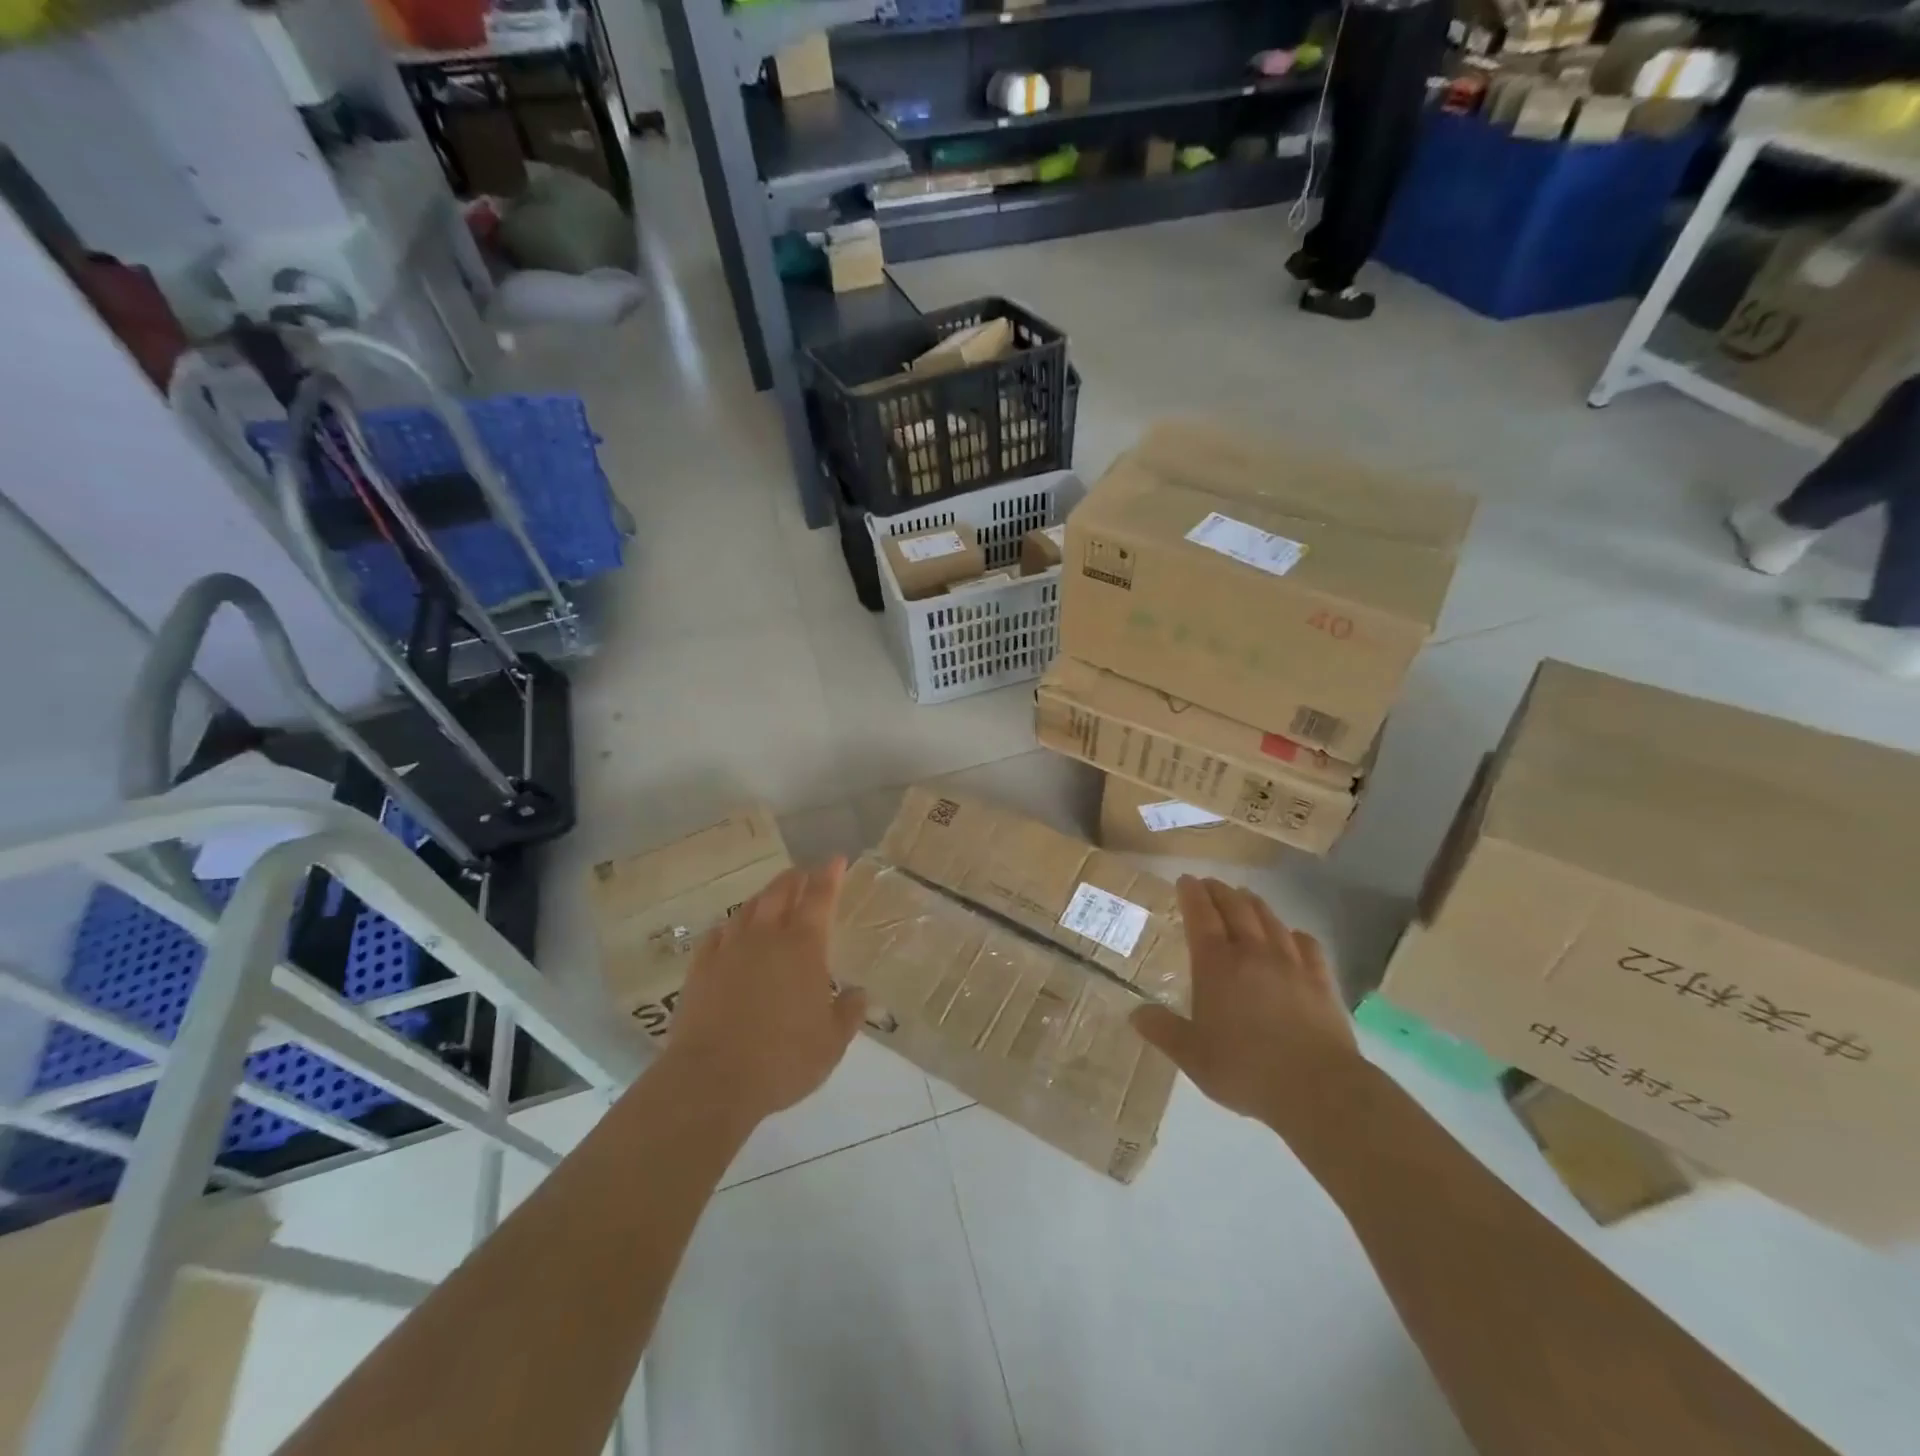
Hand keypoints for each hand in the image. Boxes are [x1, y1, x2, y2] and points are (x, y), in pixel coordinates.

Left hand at [664, 859, 867, 1126]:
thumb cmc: (783, 1059)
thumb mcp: (832, 1043)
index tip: (836, 860)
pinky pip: (717, 934)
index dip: (829, 875)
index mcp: (803, 947)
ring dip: (764, 897)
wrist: (712, 1080)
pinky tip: (731, 931)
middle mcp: (766, 937)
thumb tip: (858, 993)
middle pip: (780, 892)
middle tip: (805, 874)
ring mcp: (729, 950)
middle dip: (795, 878)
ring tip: (772, 897)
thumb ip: (848, 1013)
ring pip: (748, 909)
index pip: (819, 898)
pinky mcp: (700, 969)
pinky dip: (730, 926)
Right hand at [1132, 876, 1360, 1139]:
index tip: (1185, 880)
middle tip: (1209, 883)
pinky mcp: (1321, 981)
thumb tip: (1135, 1014)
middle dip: (1219, 891)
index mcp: (1216, 964)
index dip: (1191, 894)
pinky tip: (1293, 935)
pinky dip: (1294, 934)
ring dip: (1253, 903)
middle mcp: (1253, 953)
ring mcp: (1291, 964)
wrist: (1318, 1088)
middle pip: (1235, 908)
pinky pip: (1307, 945)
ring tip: (1244, 896)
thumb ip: (1163, 1031)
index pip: (1201, 916)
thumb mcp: (1192, 1056)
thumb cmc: (1245, 1069)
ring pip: (1270, 920)